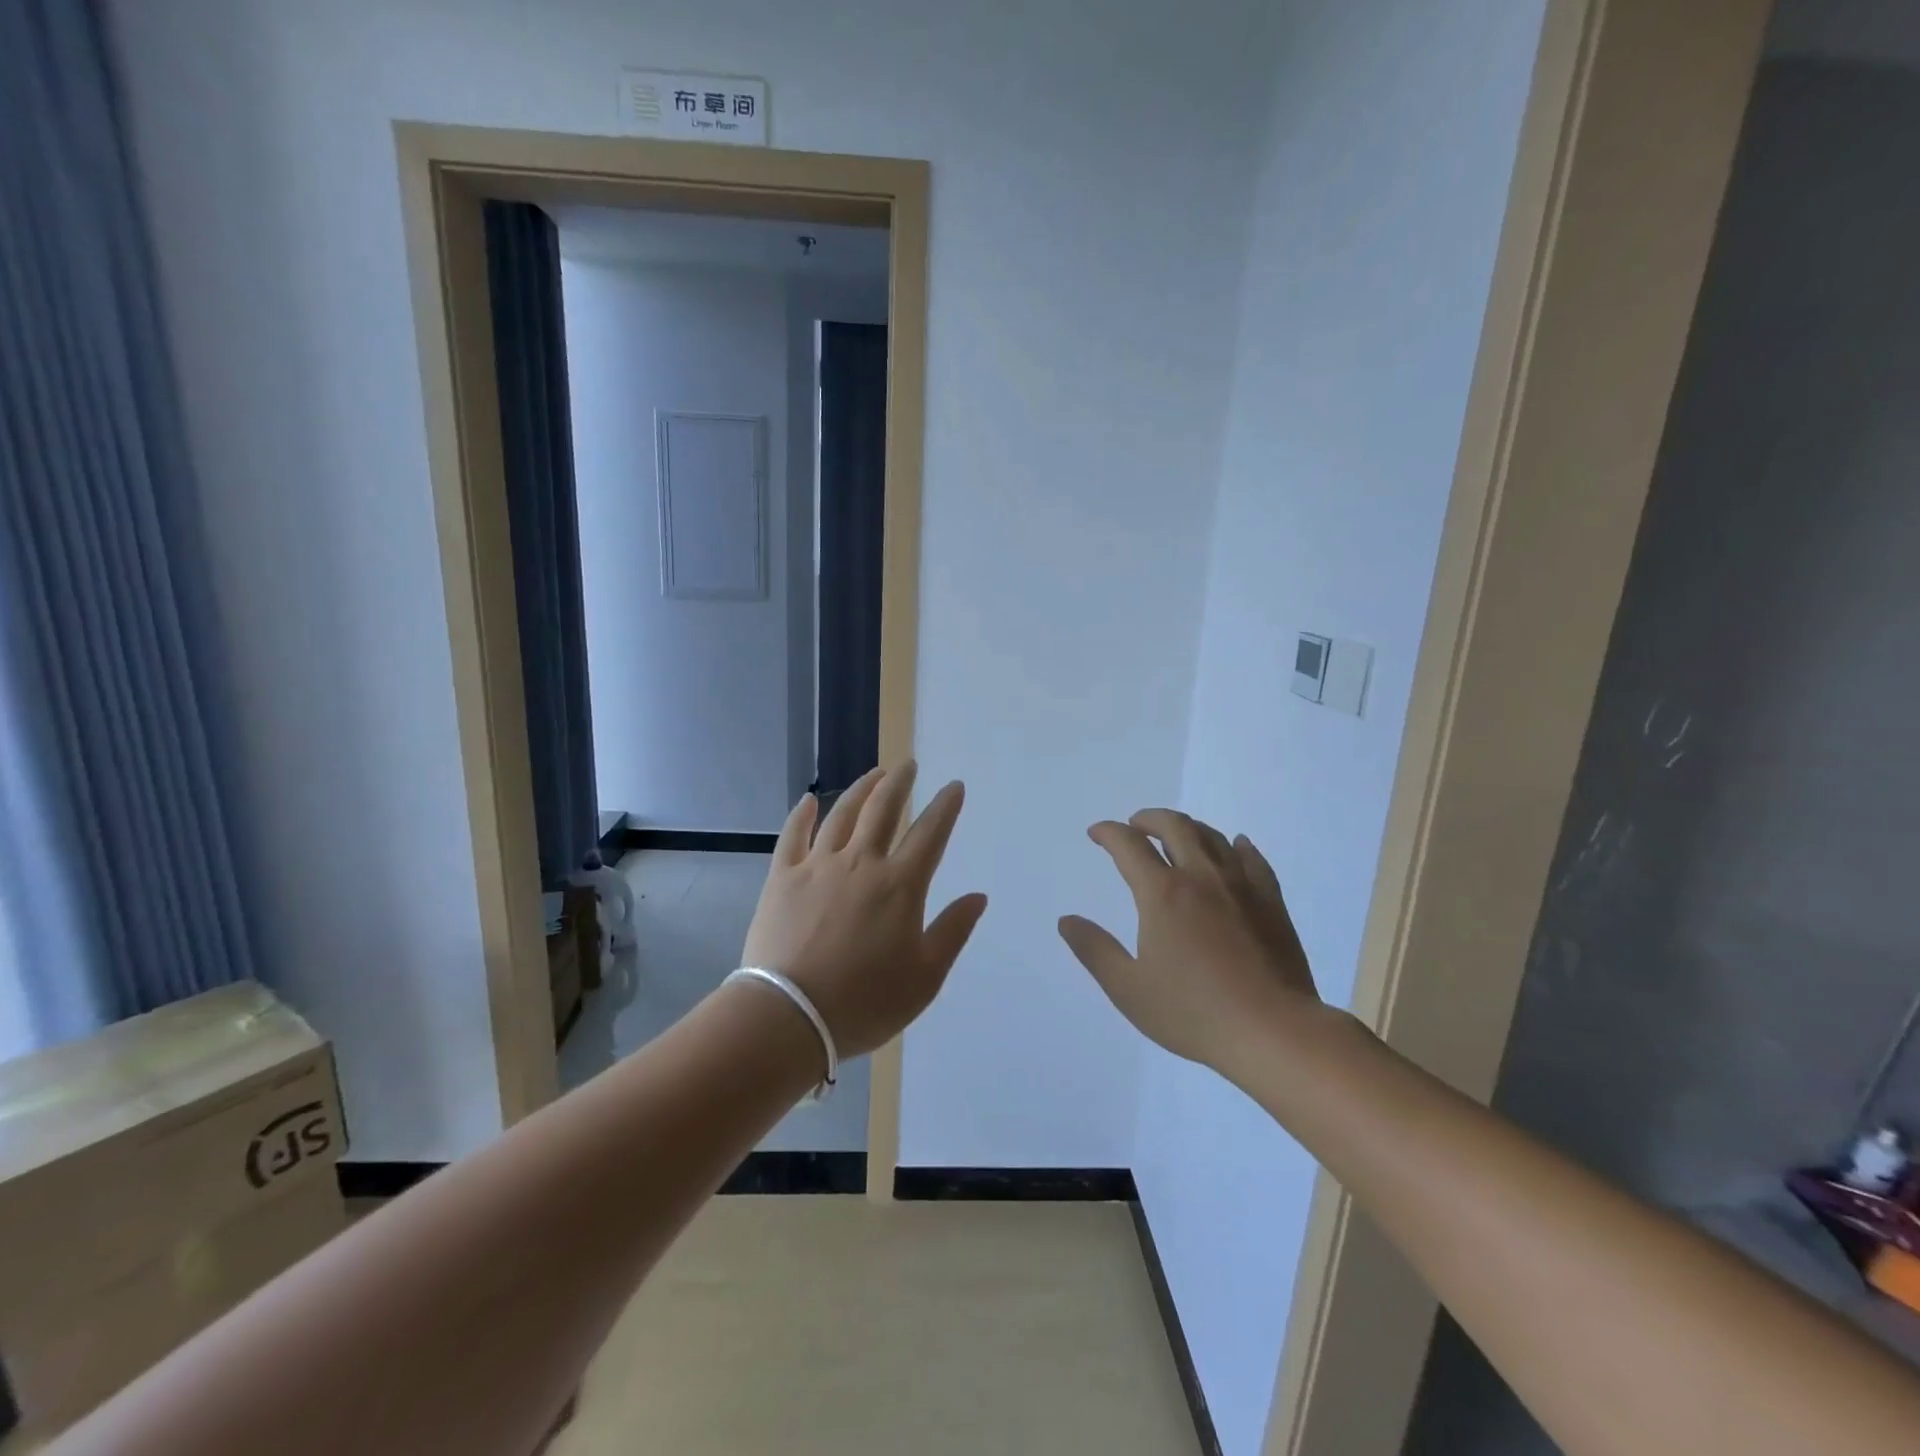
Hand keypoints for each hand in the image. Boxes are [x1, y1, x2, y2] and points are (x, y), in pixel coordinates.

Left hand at [741, 763, 987, 1059]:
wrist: (789, 1016)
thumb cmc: (865, 1001)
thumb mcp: (925, 977)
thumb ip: (953, 931)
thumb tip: (978, 896)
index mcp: (900, 885)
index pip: (930, 833)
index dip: (945, 807)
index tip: (954, 786)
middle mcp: (861, 863)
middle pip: (883, 810)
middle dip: (900, 783)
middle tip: (908, 766)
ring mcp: (818, 866)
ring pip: (842, 814)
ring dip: (861, 789)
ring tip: (874, 774)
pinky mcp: (783, 877)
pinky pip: (794, 835)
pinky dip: (802, 814)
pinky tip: (809, 800)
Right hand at [1059, 809, 1323, 1075]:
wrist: (1273, 1032)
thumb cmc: (1193, 1012)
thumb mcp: (1128, 989)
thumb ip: (1095, 950)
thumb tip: (1067, 920)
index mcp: (1162, 894)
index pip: (1129, 846)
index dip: (1108, 833)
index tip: (1097, 834)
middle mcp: (1201, 877)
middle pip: (1174, 827)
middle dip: (1149, 819)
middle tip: (1135, 825)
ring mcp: (1241, 886)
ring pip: (1212, 837)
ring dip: (1188, 827)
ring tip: (1176, 834)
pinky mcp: (1271, 902)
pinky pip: (1253, 859)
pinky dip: (1237, 846)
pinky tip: (1235, 846)